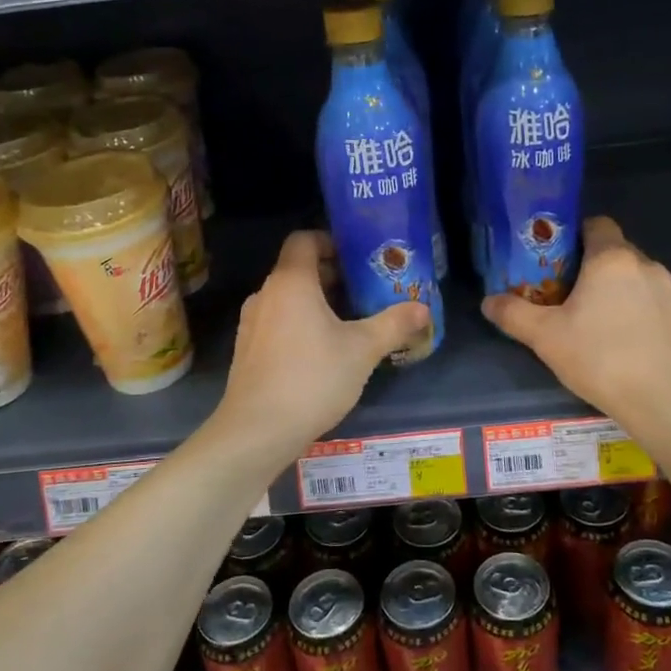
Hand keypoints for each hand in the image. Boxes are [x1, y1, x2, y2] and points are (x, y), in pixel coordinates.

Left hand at [215, 231, 430, 463]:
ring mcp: (252, 323)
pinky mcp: (248, 350)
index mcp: (291, 282)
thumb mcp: (362, 350)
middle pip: (299, 269)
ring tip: (351, 322)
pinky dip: (300, 324)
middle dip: (334, 276)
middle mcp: (266, 294)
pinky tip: (324, 352)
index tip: (360, 258)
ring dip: (318, 303)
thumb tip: (423, 308)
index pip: (305, 239)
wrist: (257, 431)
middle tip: (367, 291)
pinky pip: (278, 322)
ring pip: (289, 298)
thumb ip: (393, 324)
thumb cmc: (312, 378)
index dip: (332, 241)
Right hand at [483, 216, 670, 431]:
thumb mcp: (546, 338)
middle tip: (569, 297)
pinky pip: (657, 304)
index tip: (557, 261)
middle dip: (593, 268)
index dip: (575, 236)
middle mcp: (647, 265)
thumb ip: (514, 315)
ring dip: (619, 292)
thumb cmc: (602, 359)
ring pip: (638, 279)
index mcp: (612, 259)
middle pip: (615, 252)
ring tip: (600, 325)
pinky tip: (629, 345)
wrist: (668, 402)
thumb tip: (488, 302)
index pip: (596, 224)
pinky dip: (642, 314)